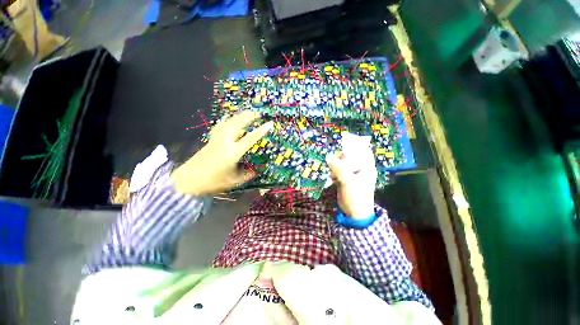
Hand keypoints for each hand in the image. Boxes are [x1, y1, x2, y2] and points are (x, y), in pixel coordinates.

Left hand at [171, 111, 273, 194]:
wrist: (188, 180)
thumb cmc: (212, 182)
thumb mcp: (233, 181)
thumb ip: (246, 176)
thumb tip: (255, 172)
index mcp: (233, 153)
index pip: (250, 138)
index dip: (261, 131)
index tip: (269, 124)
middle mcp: (225, 142)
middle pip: (237, 124)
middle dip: (248, 116)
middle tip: (258, 113)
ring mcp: (216, 139)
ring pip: (228, 122)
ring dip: (238, 116)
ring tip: (246, 113)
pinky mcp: (211, 140)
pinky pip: (220, 126)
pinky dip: (226, 120)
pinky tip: (229, 118)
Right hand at [326, 149, 376, 219]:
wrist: (354, 214)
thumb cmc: (356, 197)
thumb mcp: (348, 181)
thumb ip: (339, 168)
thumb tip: (328, 156)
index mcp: (367, 167)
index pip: (364, 150)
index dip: (356, 143)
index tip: (344, 138)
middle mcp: (361, 169)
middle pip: (351, 156)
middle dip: (342, 154)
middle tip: (332, 153)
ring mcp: (353, 174)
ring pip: (344, 163)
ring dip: (336, 162)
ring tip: (329, 163)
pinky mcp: (346, 179)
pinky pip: (339, 170)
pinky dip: (334, 170)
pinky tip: (330, 174)